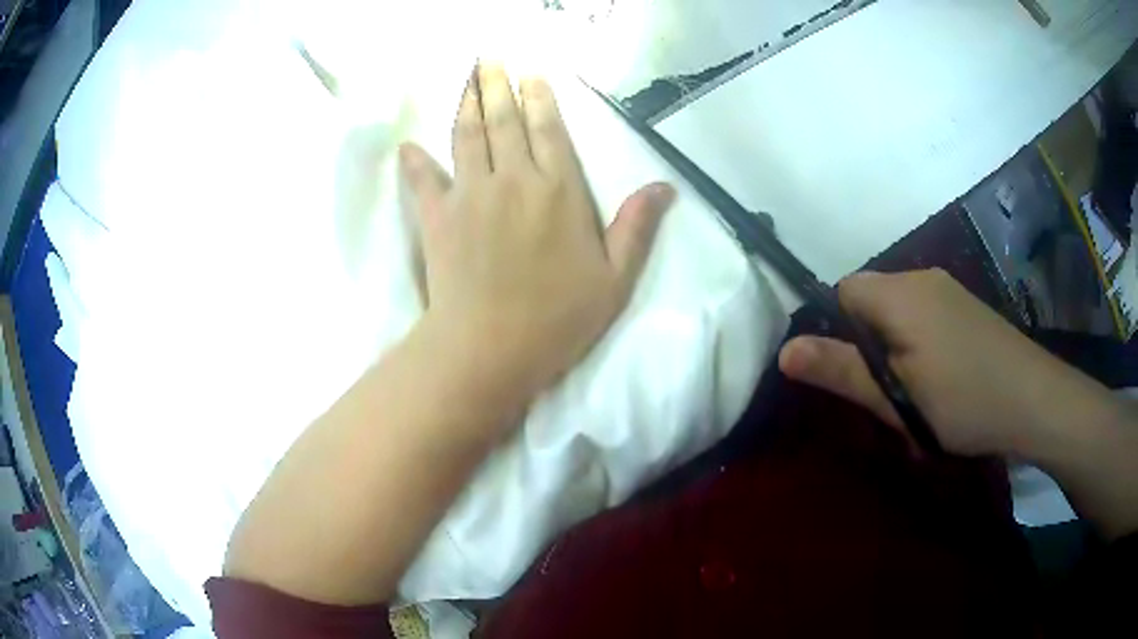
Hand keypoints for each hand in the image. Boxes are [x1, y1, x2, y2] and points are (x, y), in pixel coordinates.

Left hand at [400, 64, 675, 414]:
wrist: (490, 348)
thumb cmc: (558, 319)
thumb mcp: (614, 279)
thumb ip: (637, 228)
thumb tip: (665, 187)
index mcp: (559, 190)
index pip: (549, 130)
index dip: (539, 99)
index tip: (531, 75)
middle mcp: (513, 179)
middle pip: (504, 121)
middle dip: (497, 85)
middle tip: (490, 59)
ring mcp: (470, 194)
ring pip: (466, 136)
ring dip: (465, 103)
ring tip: (465, 78)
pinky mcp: (437, 218)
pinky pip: (423, 181)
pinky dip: (415, 163)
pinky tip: (408, 147)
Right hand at [778, 269, 1112, 457]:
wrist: (1033, 399)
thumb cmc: (963, 400)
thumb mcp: (898, 397)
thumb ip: (842, 371)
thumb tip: (785, 351)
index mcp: (900, 293)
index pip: (843, 291)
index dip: (836, 330)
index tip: (853, 375)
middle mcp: (921, 278)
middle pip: (871, 301)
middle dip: (869, 346)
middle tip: (887, 396)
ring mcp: (948, 290)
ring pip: (899, 312)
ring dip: (895, 350)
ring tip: (916, 397)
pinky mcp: (966, 306)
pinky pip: (925, 316)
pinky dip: (919, 345)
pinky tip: (942, 381)